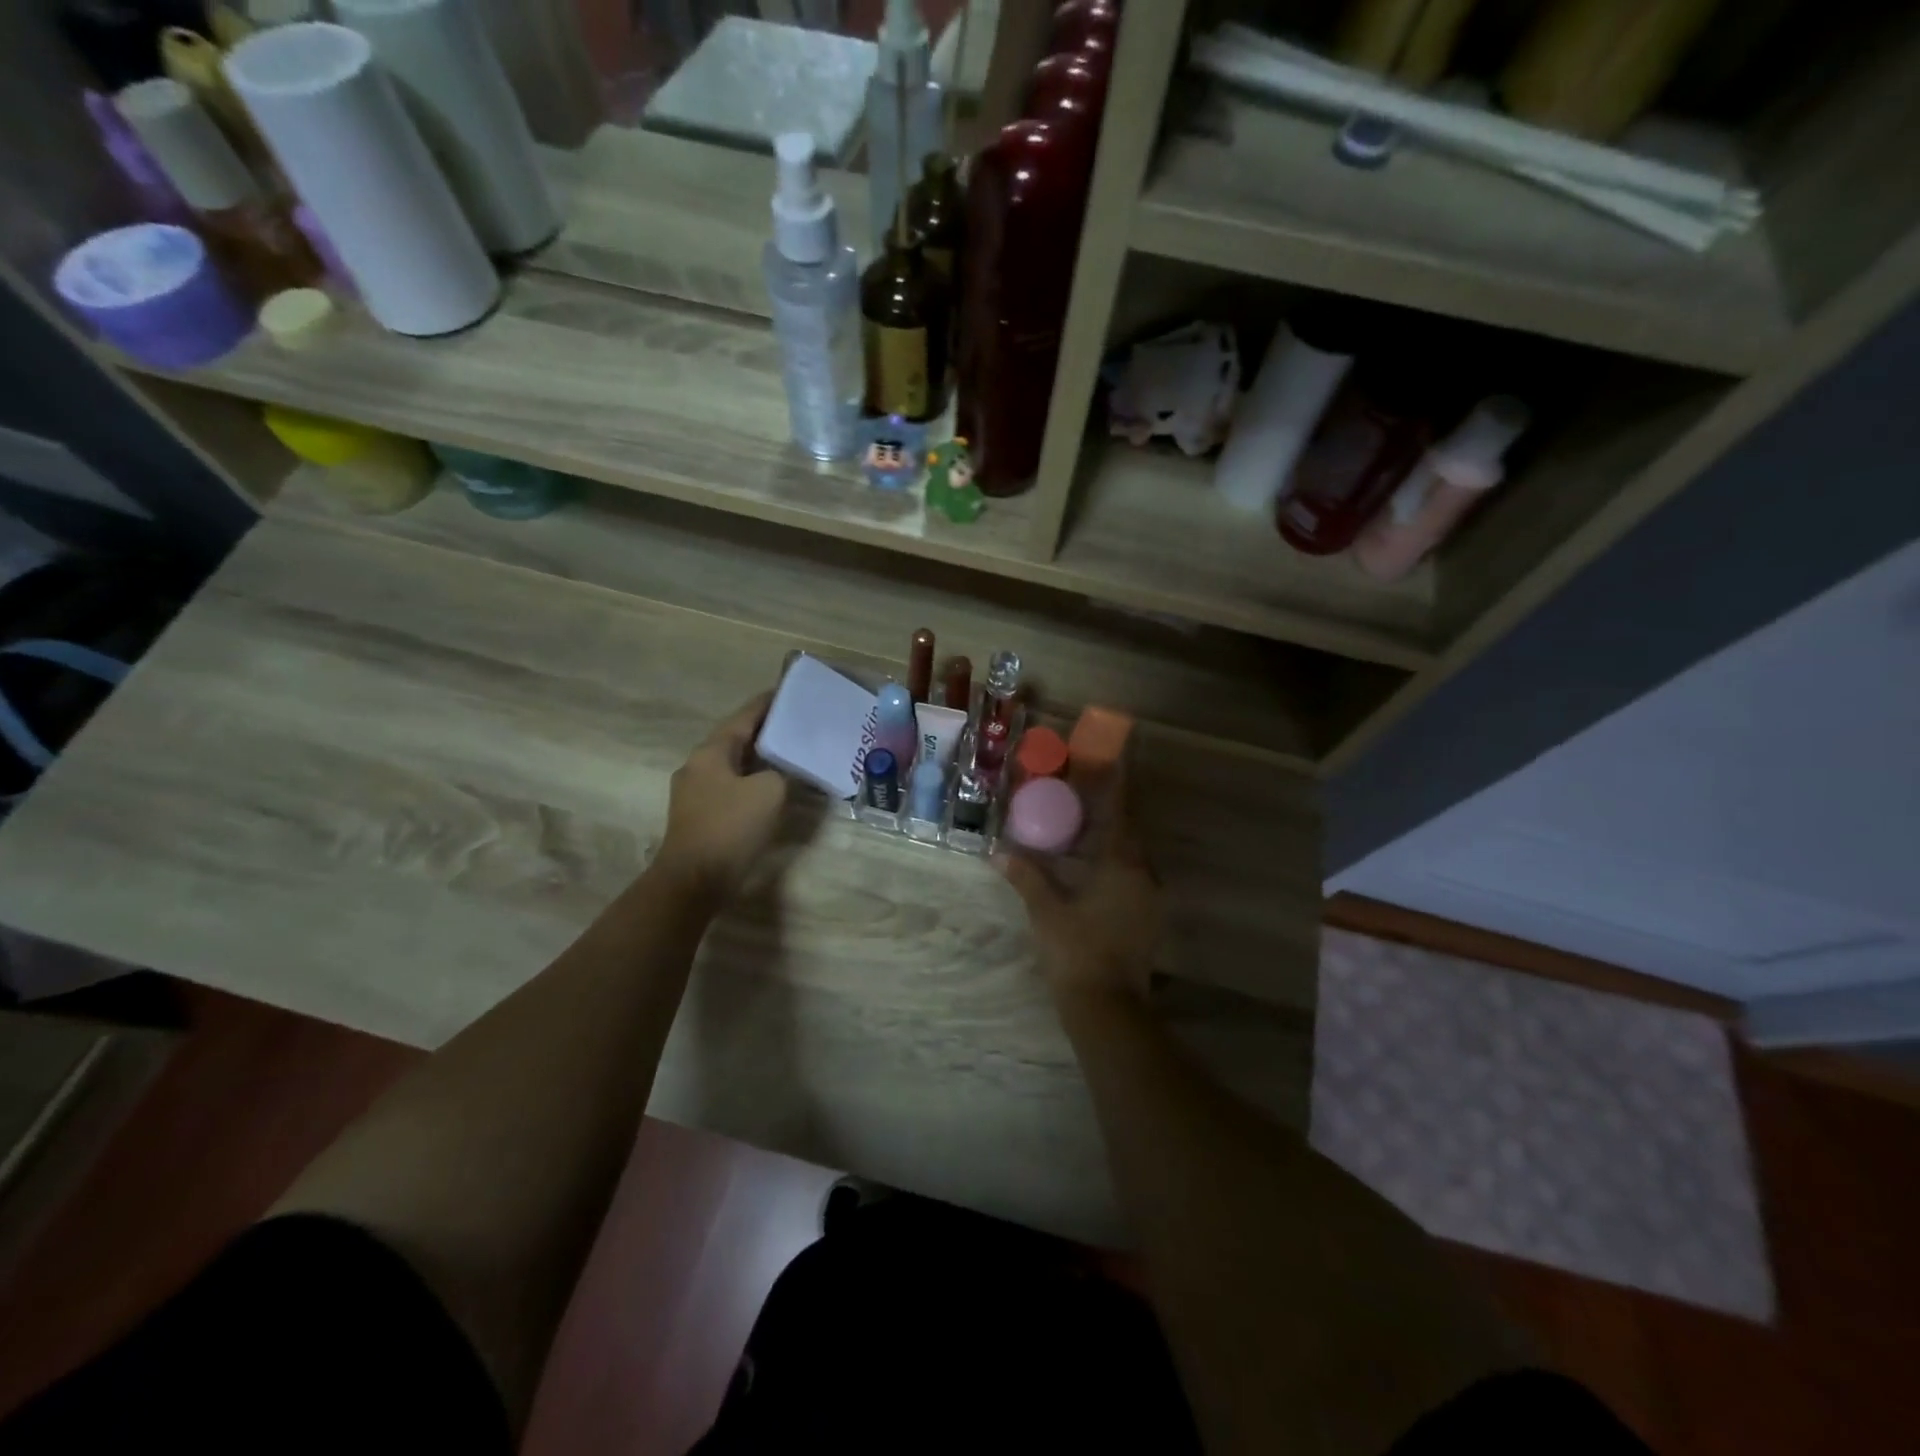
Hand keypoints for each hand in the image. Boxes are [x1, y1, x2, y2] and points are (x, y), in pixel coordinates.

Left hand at [655, 693, 787, 903]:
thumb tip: (779, 773)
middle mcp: (698, 765)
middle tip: (795, 723)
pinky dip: (751, 779)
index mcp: (711, 752)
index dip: (767, 703)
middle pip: (735, 738)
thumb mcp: (769, 792)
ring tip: (788, 752)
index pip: (743, 717)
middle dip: (765, 730)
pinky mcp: (698, 814)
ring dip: (758, 757)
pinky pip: (730, 786)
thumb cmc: (730, 828)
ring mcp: (694, 791)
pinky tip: (770, 786)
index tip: (788, 691)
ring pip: (732, 764)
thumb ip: (780, 773)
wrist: (693, 880)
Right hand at [997, 796, 1161, 1005]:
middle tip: (1087, 797)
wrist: (1108, 1007)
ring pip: (1134, 857)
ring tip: (1087, 830)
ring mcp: (1150, 899)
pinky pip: (1134, 878)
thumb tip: (998, 852)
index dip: (1117, 786)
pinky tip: (1094, 870)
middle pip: (1130, 833)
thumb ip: (1026, 876)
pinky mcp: (1149, 919)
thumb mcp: (1045, 910)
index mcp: (1122, 865)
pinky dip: (1117, 866)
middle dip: (1112, 813)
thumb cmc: (1076, 950)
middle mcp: (1144, 875)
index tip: (1112, 762)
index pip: (1121, 813)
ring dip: (1114, 841)